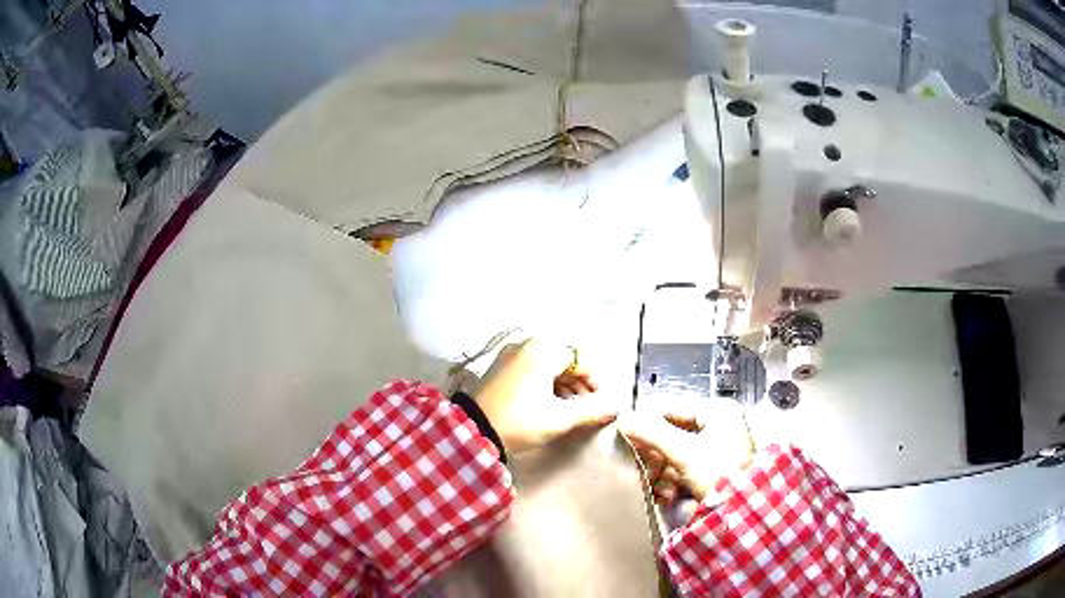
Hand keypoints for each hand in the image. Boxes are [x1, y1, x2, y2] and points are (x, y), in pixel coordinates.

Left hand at [474, 339, 617, 452]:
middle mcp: (526, 345)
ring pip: (548, 366)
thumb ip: (591, 411)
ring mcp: (510, 355)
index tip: (602, 404)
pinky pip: (532, 370)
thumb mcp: (559, 419)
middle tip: (589, 408)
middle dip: (581, 384)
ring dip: (564, 385)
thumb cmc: (519, 421)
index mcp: (543, 350)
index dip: (596, 381)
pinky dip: (546, 385)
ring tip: (571, 410)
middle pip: (565, 360)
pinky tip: (550, 405)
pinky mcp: (499, 369)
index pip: (582, 359)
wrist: (471, 432)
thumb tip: (614, 408)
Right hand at [620, 397, 753, 503]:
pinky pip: (684, 470)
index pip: (671, 409)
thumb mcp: (684, 452)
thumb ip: (653, 433)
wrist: (741, 510)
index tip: (627, 438)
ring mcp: (716, 450)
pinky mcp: (712, 472)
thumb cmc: (718, 472)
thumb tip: (624, 419)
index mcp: (717, 412)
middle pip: (672, 434)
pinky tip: (668, 496)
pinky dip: (672, 482)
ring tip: (658, 488)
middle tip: (644, 470)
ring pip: (675, 455)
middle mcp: (717, 426)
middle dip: (656, 456)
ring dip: (662, 473)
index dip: (648, 423)